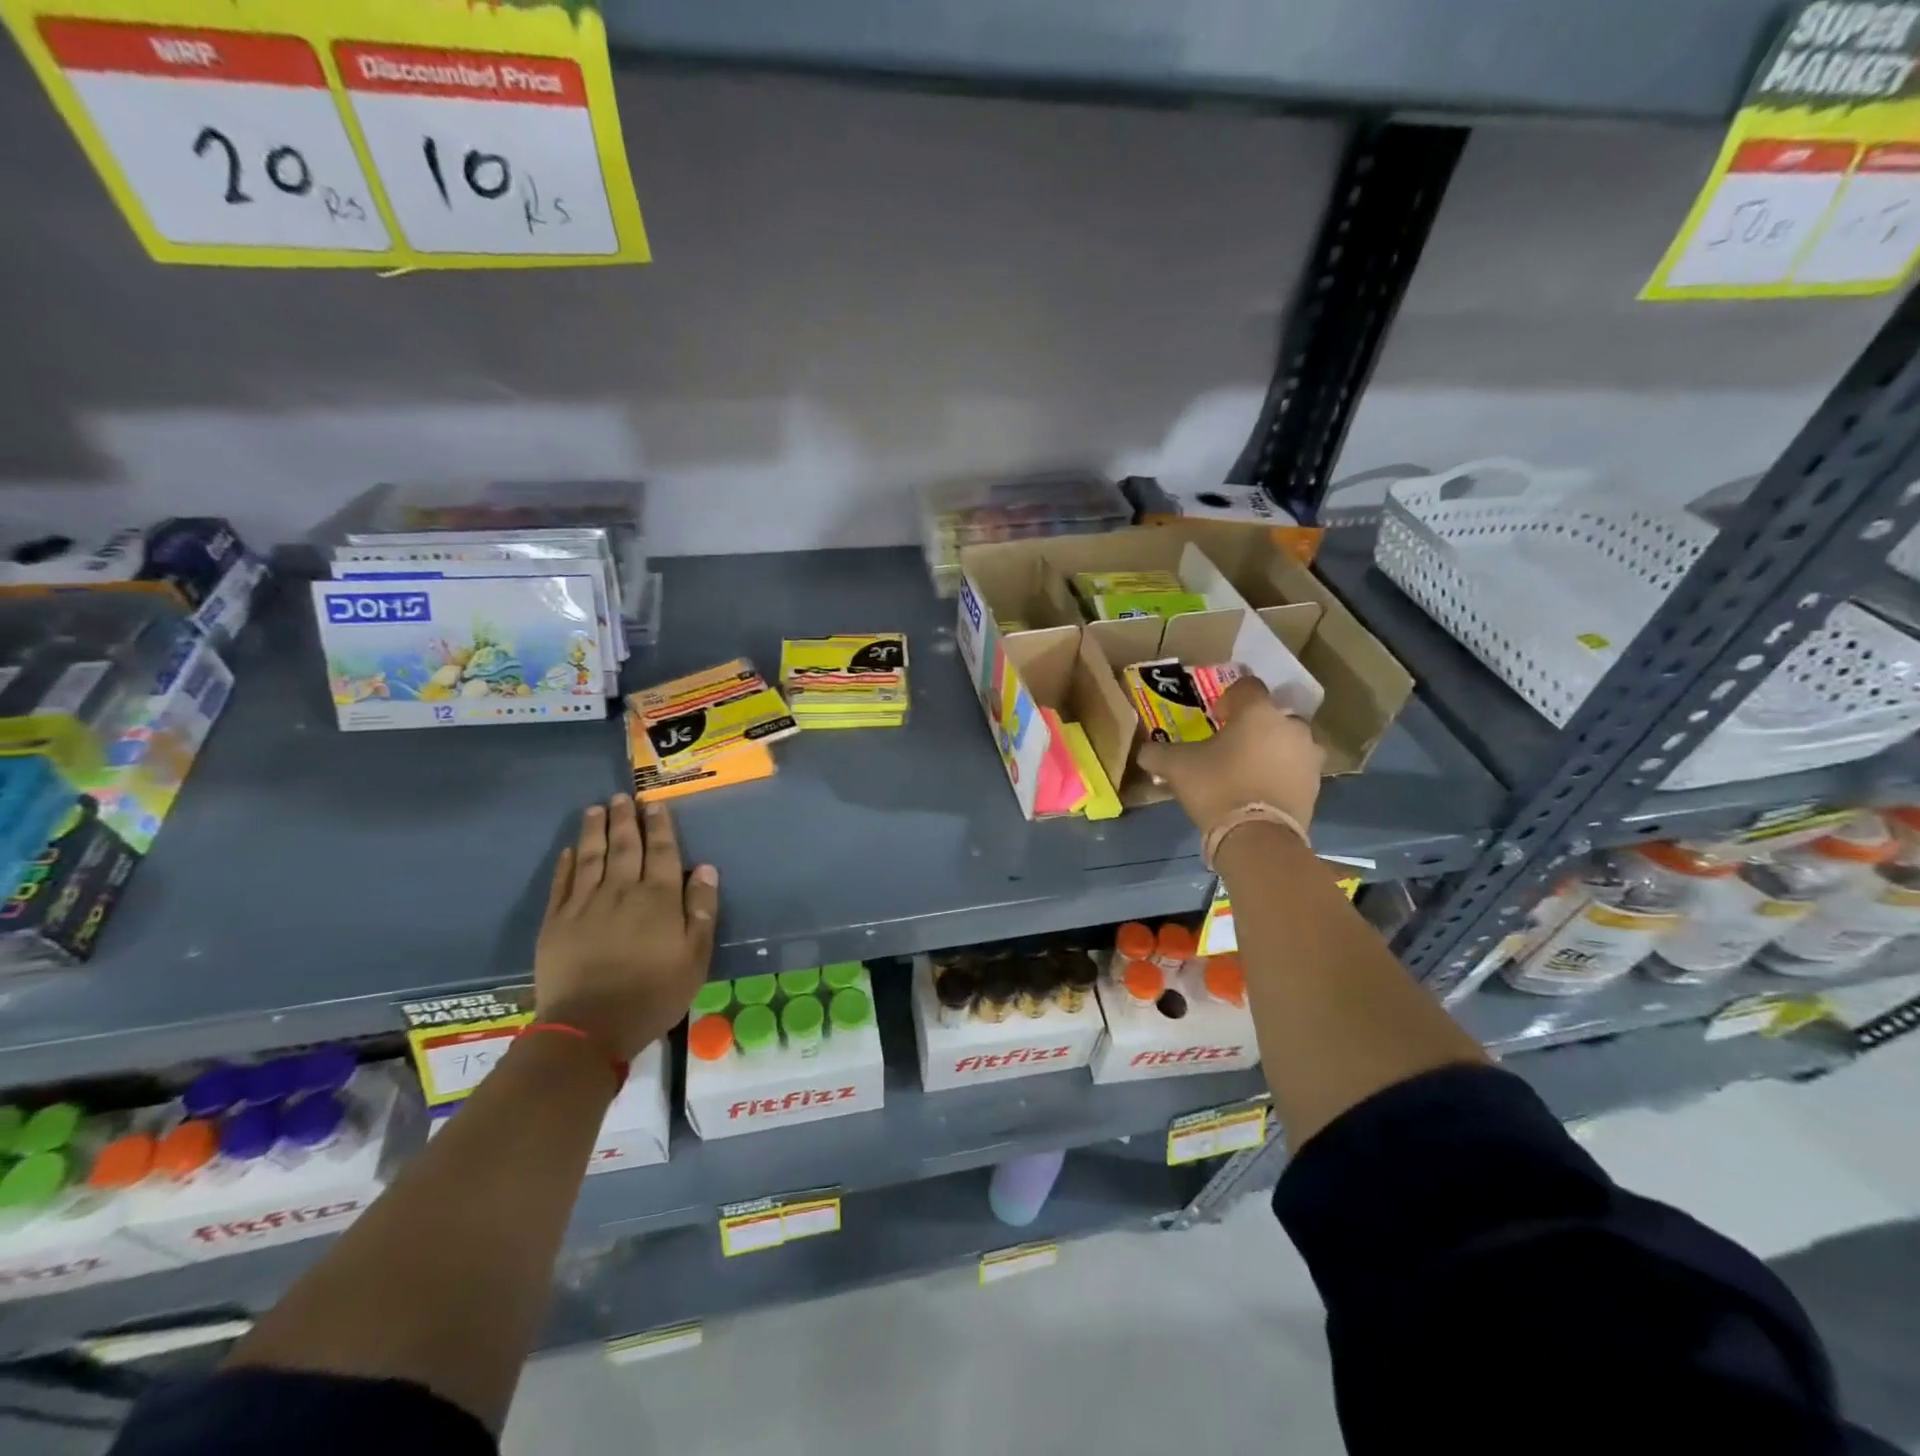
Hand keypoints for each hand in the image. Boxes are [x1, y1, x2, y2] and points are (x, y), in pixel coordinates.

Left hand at [534, 795, 719, 1060]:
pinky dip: (566, 864)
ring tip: (596, 809)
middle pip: (625, 846)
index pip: (662, 851)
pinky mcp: (556, 923)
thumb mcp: (696, 956)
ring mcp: (585, 905)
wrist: (590, 1026)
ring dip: (595, 831)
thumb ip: (702, 909)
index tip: (655, 803)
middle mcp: (622, 891)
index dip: (660, 826)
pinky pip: (562, 884)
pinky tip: (569, 851)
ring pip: (591, 857)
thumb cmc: (654, 993)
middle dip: (625, 819)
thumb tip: (707, 868)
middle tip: (622, 796)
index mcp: (659, 897)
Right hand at [1137, 676, 1322, 837]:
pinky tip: (1260, 791)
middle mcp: (1291, 726)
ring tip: (1248, 769)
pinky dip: (1281, 774)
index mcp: (1258, 712)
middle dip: (1254, 725)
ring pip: (1288, 742)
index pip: (1247, 686)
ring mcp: (1309, 756)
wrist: (1257, 837)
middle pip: (1272, 715)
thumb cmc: (1217, 787)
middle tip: (1231, 745)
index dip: (1230, 697)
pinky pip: (1296, 770)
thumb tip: (1144, 751)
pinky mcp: (1316, 785)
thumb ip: (1157, 753)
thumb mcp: (1176, 767)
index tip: (1215, 717)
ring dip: (1272, 749)